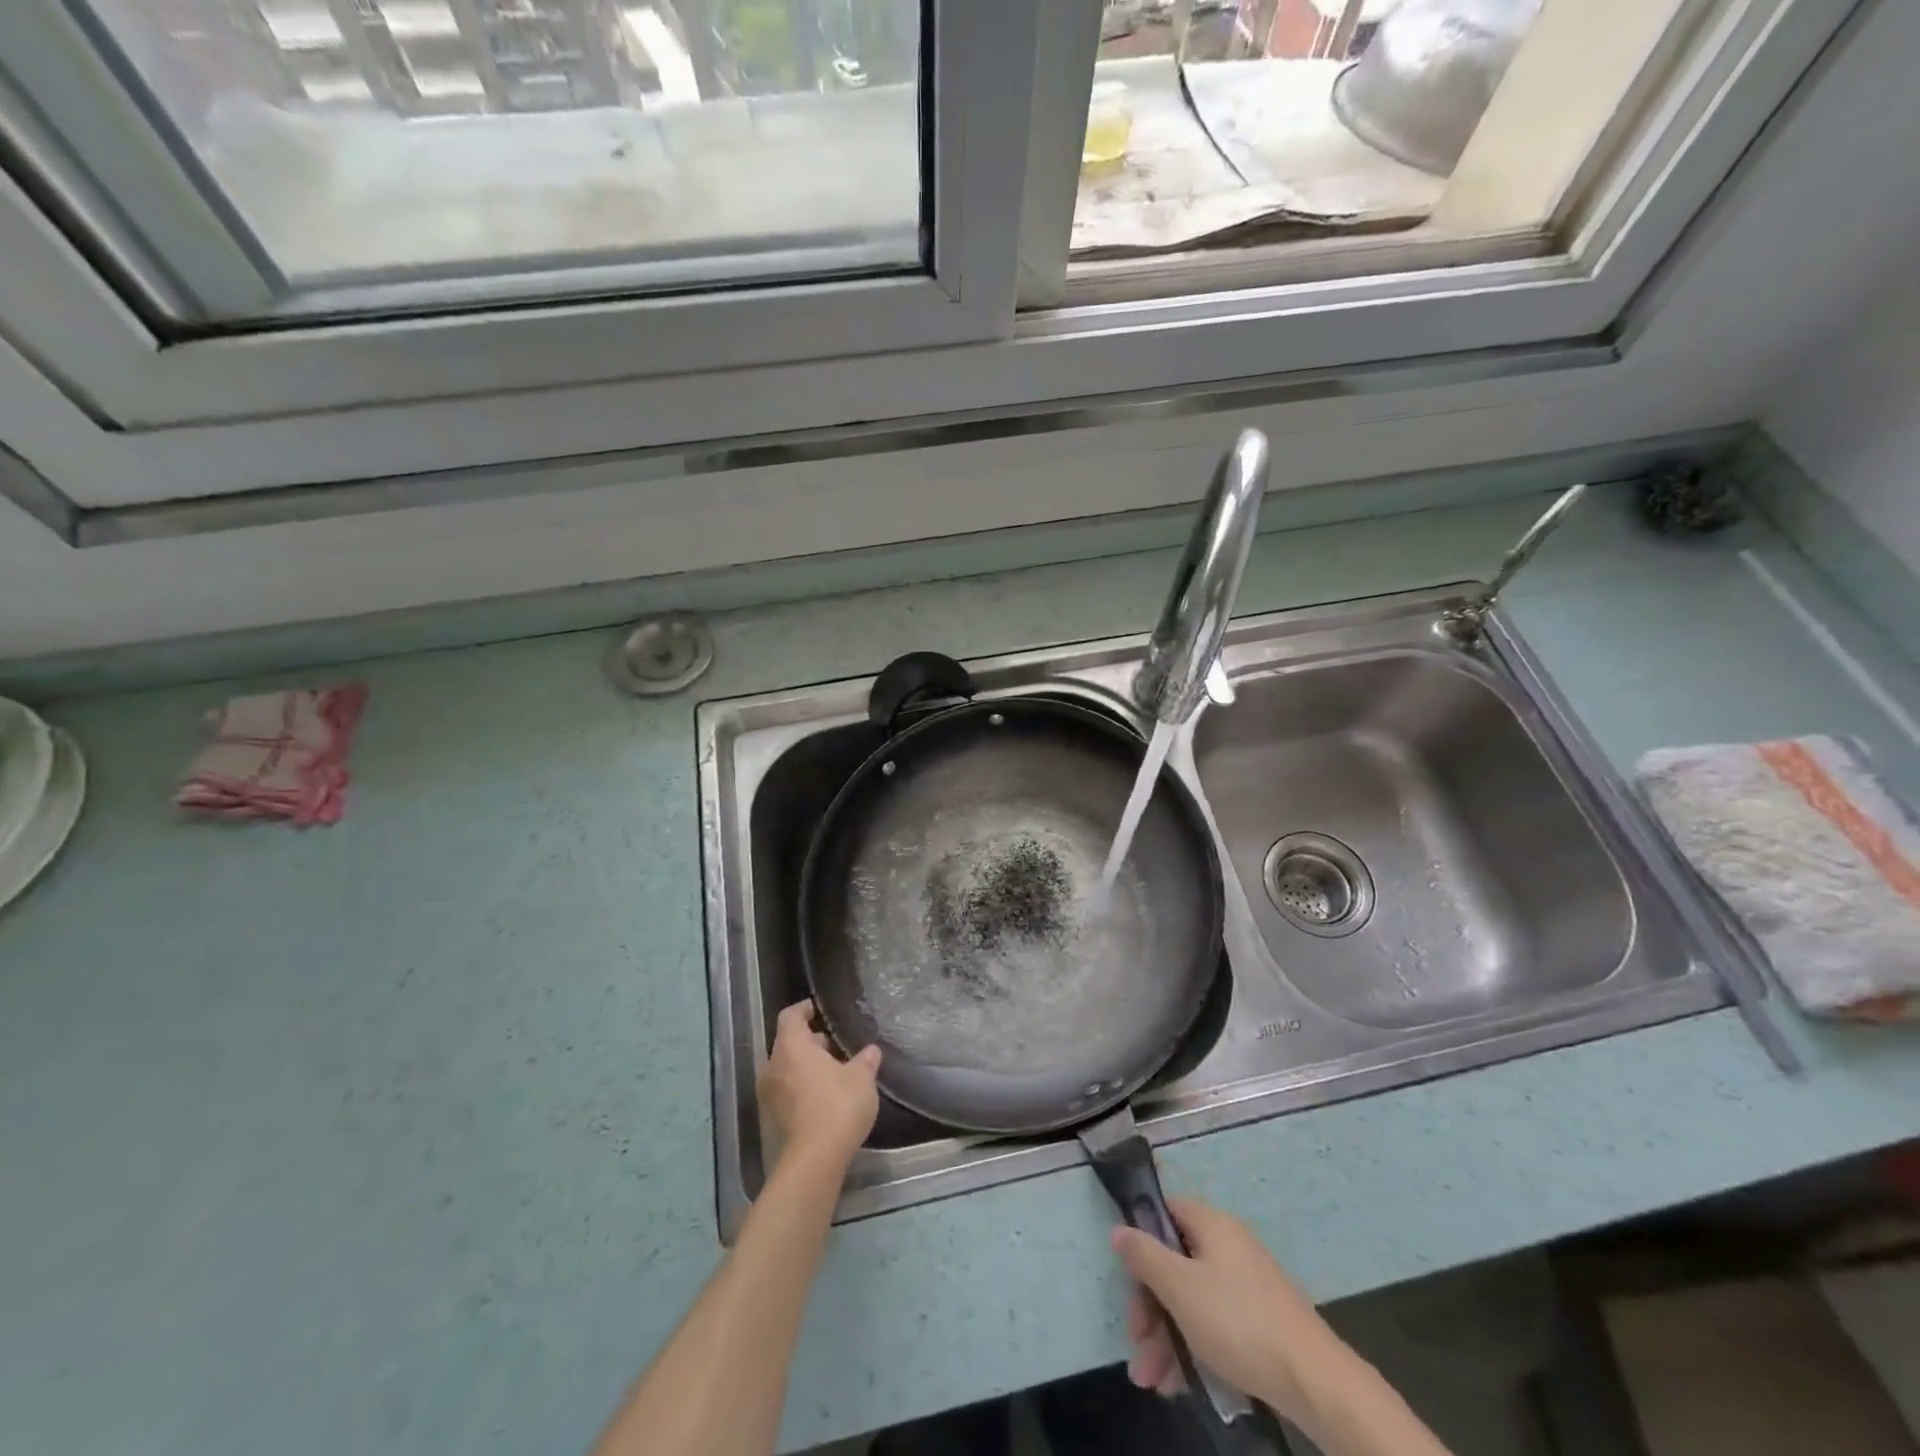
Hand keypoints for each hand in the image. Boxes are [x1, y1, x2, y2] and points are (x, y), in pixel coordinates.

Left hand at [761, 1001, 881, 1169]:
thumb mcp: (861, 1079)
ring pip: (786, 1070)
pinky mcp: (769, 1121)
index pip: (790, 1016)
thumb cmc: (837, 1107)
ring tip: (833, 1075)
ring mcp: (767, 1096)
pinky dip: (800, 1089)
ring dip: (805, 1068)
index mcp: (791, 1047)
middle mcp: (772, 1067)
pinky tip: (824, 1100)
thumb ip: (865, 1060)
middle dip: (810, 1043)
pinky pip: (785, 1093)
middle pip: (787, 1044)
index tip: (819, 1010)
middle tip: (835, 1047)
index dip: (804, 1009)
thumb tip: (871, 1050)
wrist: (812, 1162)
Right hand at [1113, 1197, 1341, 1426]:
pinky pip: (1215, 1324)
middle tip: (1137, 1343)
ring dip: (1166, 1337)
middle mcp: (1229, 1246)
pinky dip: (1194, 1348)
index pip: (1166, 1212)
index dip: (1142, 1238)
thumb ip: (1145, 1256)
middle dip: (1150, 1307)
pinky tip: (1180, 1385)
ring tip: (1151, 1381)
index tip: (1127, 1277)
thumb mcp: (1179, 1286)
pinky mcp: (1260, 1322)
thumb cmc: (1236, 1321)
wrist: (1313, 1379)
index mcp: (1211, 1224)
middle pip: (1175, 1264)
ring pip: (1192, 1300)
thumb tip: (1119, 1229)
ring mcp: (1247, 1285)